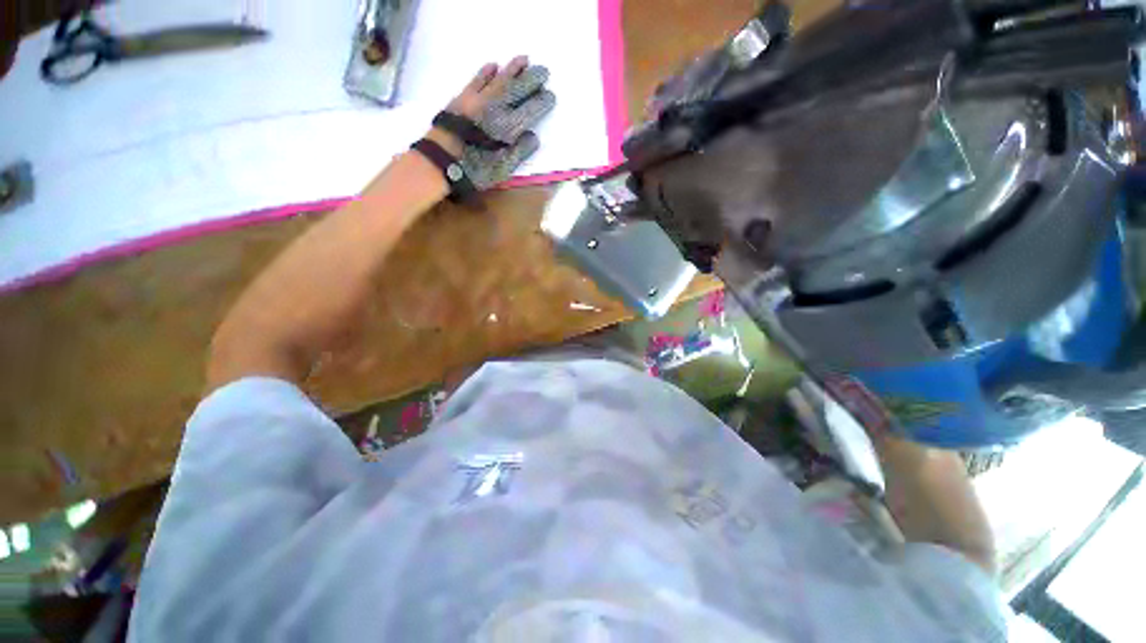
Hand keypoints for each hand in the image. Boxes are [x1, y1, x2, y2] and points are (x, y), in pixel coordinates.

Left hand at [427, 56, 556, 189]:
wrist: (441, 160)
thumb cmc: (475, 169)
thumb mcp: (503, 168)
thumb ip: (519, 152)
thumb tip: (533, 136)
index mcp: (509, 127)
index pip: (531, 110)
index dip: (542, 102)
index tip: (551, 95)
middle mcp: (496, 108)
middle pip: (517, 89)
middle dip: (532, 79)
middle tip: (544, 71)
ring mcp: (479, 100)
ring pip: (499, 79)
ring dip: (513, 69)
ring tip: (524, 59)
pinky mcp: (463, 98)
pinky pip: (477, 80)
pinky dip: (486, 72)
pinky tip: (493, 65)